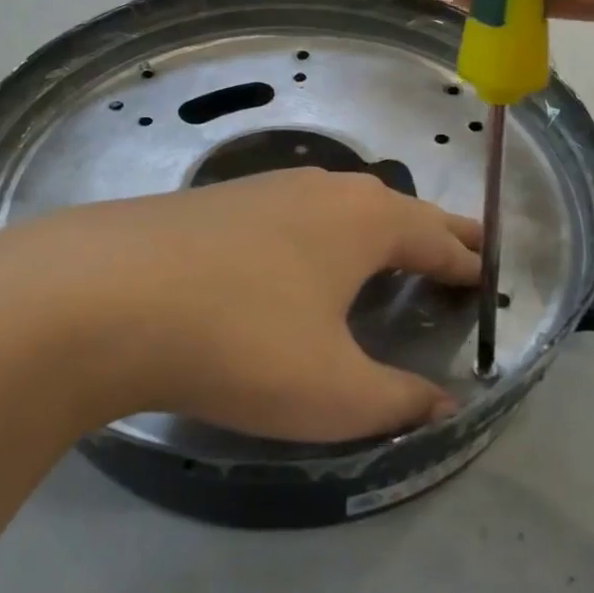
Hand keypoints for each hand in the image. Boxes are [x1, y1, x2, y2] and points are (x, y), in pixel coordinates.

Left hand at [0, 170, 480, 443]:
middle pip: (396, 209)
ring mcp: (265, 187)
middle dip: (432, 232)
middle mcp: (322, 189)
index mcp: (366, 221)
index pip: (438, 237)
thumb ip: (397, 401)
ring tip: (385, 252)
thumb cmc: (242, 341)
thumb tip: (445, 405)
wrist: (104, 295)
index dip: (468, 261)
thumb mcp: (332, 392)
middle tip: (459, 249)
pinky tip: (299, 257)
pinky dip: (321, 233)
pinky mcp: (219, 201)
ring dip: (372, 228)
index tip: (489, 275)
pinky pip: (294, 213)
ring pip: (340, 205)